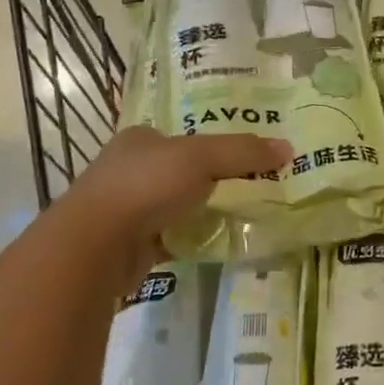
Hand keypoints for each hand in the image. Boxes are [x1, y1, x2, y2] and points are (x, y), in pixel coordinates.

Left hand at [62, 126, 290, 264]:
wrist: (95, 247)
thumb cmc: (146, 185)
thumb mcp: (202, 158)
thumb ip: (243, 153)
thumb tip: (288, 148)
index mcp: (140, 139)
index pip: (183, 137)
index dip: (214, 146)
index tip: (245, 159)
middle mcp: (129, 170)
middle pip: (182, 172)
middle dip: (211, 181)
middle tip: (251, 188)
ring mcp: (126, 209)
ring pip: (176, 206)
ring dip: (202, 211)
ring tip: (241, 216)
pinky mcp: (129, 245)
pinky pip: (171, 238)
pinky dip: (191, 239)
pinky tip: (216, 243)